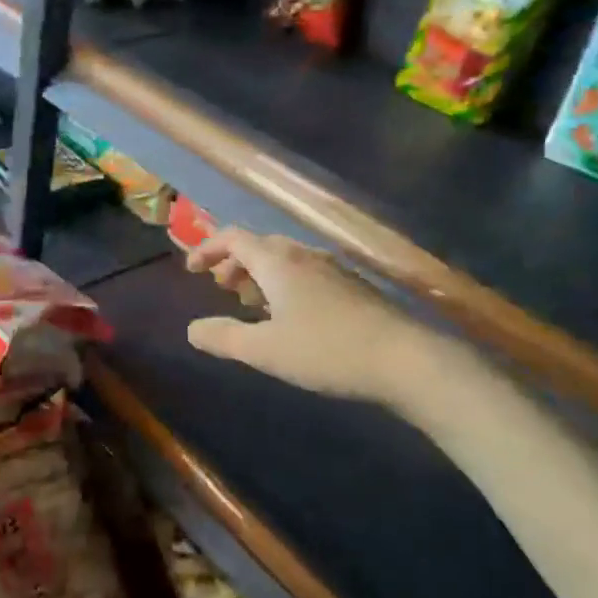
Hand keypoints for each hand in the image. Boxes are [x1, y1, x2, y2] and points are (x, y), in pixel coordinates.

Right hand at [185, 229, 477, 422]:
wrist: (405, 359)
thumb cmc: (326, 350)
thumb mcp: (265, 350)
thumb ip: (224, 337)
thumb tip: (192, 329)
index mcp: (277, 262)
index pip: (233, 238)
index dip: (208, 248)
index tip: (191, 269)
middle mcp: (303, 255)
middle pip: (259, 245)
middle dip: (234, 262)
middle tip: (221, 288)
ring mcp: (332, 268)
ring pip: (285, 259)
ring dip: (260, 274)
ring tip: (252, 304)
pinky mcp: (353, 286)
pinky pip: (305, 273)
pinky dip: (285, 284)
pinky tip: (291, 316)